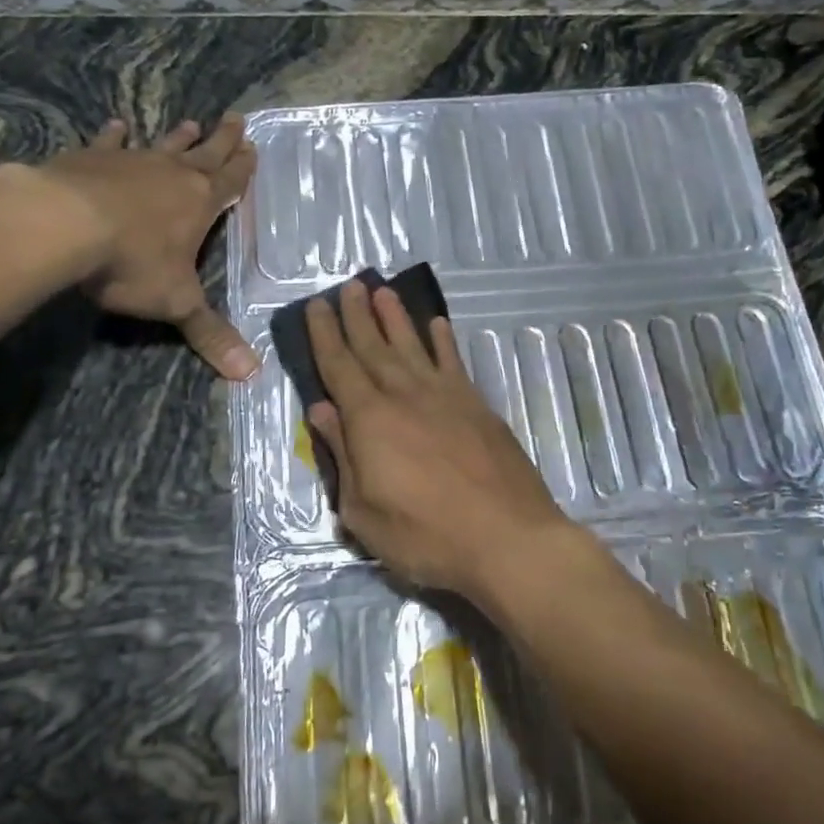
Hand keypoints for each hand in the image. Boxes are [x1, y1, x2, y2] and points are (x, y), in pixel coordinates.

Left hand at [35, 114, 258, 379]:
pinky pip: (108, 143)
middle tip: (235, 118)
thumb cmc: (132, 263)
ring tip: (191, 122)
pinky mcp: (91, 159)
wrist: (64, 226)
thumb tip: (251, 374)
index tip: (253, 146)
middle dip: (222, 140)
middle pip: (204, 154)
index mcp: (200, 204)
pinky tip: (118, 125)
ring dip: (179, 137)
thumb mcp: (177, 304)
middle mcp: (171, 175)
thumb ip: (211, 335)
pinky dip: (115, 135)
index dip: (243, 168)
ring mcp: (130, 163)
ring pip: (162, 146)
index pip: (230, 182)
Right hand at [305, 279, 575, 599]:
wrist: (507, 538)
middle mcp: (405, 395)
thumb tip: (321, 411)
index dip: (325, 335)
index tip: (316, 305)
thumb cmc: (426, 535)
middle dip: (357, 315)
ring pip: (412, 346)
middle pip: (373, 347)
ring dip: (395, 318)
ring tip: (383, 291)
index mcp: (370, 419)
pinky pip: (454, 362)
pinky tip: (437, 325)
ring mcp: (445, 396)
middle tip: (349, 285)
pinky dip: (443, 341)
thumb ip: (342, 456)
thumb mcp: (363, 511)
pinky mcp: (477, 405)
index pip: (339, 367)